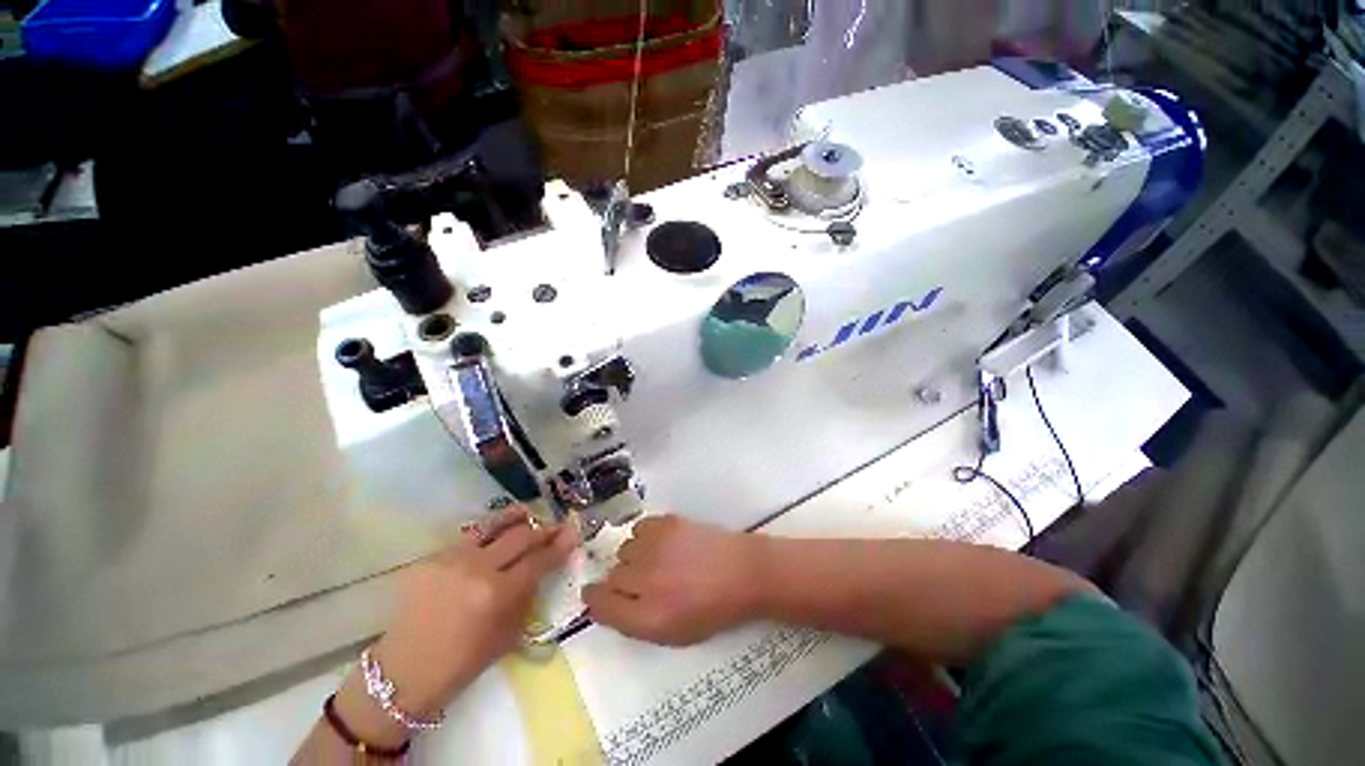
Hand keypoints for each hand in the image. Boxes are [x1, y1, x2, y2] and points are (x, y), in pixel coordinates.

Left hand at [376, 506, 578, 710]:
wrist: (402, 672)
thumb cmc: (461, 664)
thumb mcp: (506, 637)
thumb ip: (526, 597)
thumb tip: (543, 568)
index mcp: (497, 594)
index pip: (538, 560)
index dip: (559, 545)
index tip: (573, 533)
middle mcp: (477, 569)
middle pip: (521, 536)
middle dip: (543, 529)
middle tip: (556, 527)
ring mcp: (452, 559)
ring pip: (493, 526)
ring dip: (516, 519)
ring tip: (527, 513)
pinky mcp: (433, 557)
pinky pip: (469, 538)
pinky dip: (488, 533)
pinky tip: (494, 535)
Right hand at [583, 515, 764, 645]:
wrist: (743, 572)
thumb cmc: (713, 609)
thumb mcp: (673, 632)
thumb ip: (635, 622)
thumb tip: (607, 604)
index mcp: (649, 617)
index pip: (600, 606)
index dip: (595, 600)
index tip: (596, 596)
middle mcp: (646, 581)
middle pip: (612, 576)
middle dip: (621, 581)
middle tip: (643, 581)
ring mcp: (656, 548)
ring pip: (624, 550)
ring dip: (634, 557)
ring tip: (656, 560)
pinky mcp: (667, 523)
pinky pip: (639, 528)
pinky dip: (645, 537)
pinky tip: (662, 543)